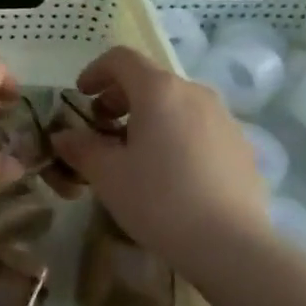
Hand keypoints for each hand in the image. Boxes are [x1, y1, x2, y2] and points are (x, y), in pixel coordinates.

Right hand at [50, 46, 272, 285]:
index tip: (81, 96)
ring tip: (136, 152)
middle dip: (120, 97)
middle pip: (150, 79)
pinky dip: (177, 134)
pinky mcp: (242, 145)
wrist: (232, 247)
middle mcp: (194, 92)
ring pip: (177, 103)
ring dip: (150, 116)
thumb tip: (63, 137)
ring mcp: (224, 118)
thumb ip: (81, 148)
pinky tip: (172, 173)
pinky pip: (200, 127)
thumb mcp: (108, 176)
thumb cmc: (160, 200)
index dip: (95, 71)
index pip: (121, 59)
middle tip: (103, 127)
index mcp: (159, 90)